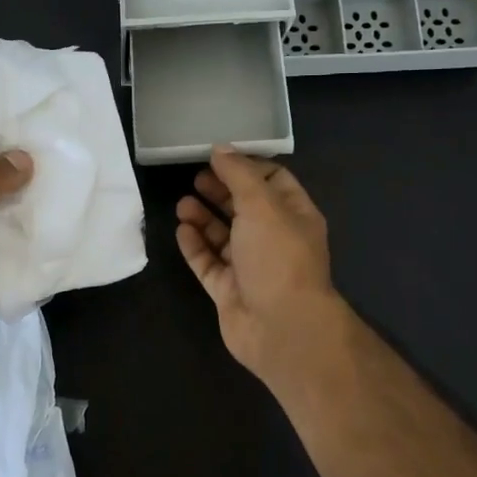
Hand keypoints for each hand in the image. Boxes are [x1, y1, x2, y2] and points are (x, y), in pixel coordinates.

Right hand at [175, 148, 347, 388]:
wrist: (281, 328)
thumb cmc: (277, 257)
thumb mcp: (262, 204)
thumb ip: (239, 174)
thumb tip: (220, 148)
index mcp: (294, 215)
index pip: (273, 180)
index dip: (247, 166)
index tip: (218, 156)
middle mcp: (274, 239)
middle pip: (245, 207)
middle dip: (221, 190)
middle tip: (194, 177)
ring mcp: (251, 267)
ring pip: (224, 236)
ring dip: (204, 217)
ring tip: (182, 203)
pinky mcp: (229, 290)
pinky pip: (209, 263)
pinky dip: (195, 246)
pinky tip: (181, 230)